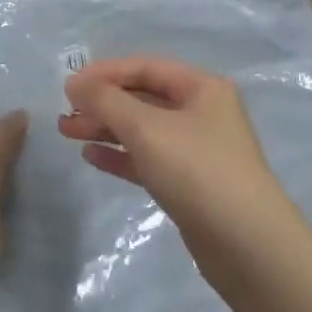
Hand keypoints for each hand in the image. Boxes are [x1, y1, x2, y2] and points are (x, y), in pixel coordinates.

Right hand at [58, 56, 301, 268]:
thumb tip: (75, 83)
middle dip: (102, 103)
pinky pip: (148, 159)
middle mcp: (202, 112)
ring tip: (67, 132)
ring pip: (142, 130)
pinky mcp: (190, 183)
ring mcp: (197, 149)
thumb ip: (106, 100)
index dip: (104, 73)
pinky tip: (92, 157)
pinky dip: (120, 155)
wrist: (246, 244)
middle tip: (64, 113)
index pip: (145, 67)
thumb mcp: (146, 128)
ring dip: (105, 128)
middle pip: (143, 98)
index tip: (68, 86)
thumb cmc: (196, 170)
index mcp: (202, 88)